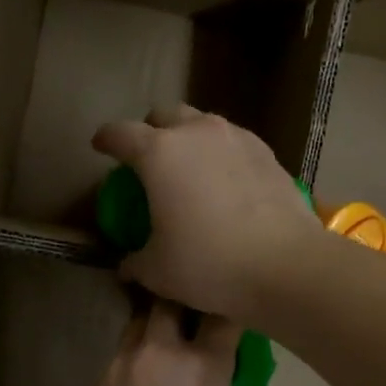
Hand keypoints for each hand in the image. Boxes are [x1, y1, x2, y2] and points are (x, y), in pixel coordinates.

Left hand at [66, 300, 259, 385]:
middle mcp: (158, 351)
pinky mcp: (96, 384)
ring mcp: (120, 364)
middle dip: (183, 302)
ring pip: (138, 324)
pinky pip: (119, 357)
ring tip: (165, 353)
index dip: (230, 310)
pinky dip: (134, 360)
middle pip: (169, 300)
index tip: (233, 318)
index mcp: (201, 364)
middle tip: (194, 323)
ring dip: (154, 328)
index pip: (222, 314)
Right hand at [91, 106, 322, 321]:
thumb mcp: (158, 270)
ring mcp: (237, 138)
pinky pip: (234, 143)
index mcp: (159, 153)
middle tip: (147, 157)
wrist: (285, 265)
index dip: (106, 139)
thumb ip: (136, 261)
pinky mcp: (267, 153)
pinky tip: (225, 182)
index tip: (100, 146)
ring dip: (189, 138)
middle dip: (150, 130)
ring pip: (203, 124)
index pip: (120, 133)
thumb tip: (127, 265)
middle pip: (165, 115)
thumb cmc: (209, 264)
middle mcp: (197, 133)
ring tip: (189, 167)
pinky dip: (221, 155)